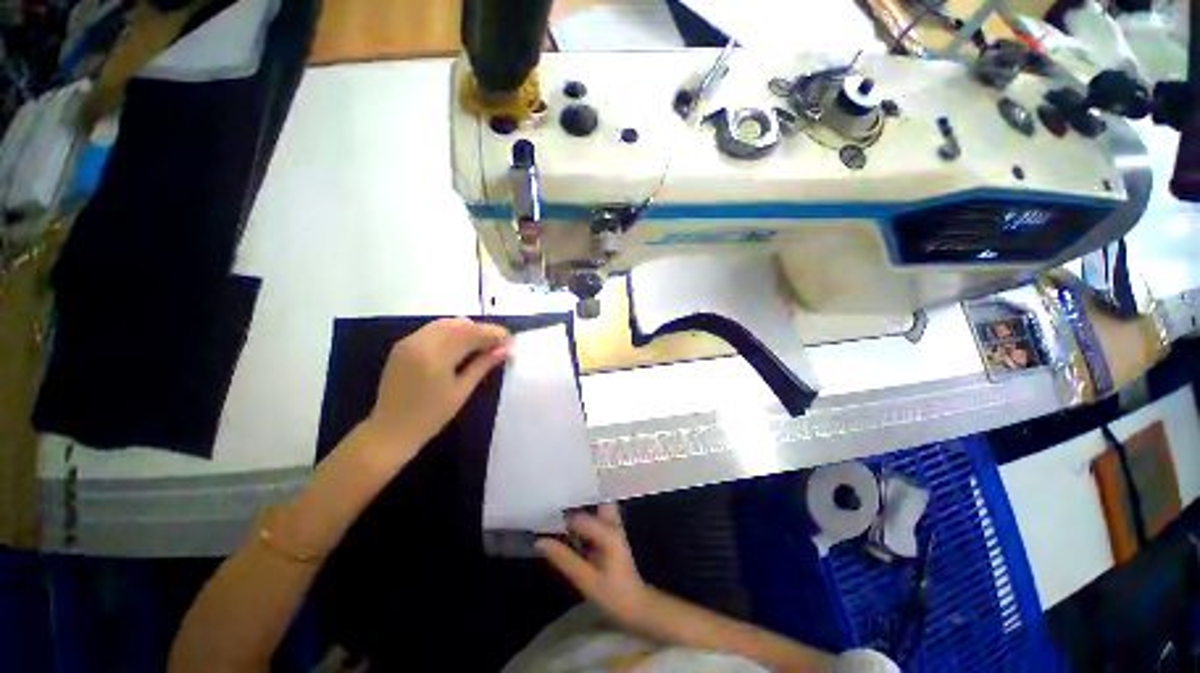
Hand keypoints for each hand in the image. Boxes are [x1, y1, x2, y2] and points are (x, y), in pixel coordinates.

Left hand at [362, 318, 510, 464]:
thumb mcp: (461, 391)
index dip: (492, 333)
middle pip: (458, 324)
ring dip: (466, 329)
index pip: (470, 333)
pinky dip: (451, 332)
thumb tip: (505, 350)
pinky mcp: (402, 346)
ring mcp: (408, 342)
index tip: (509, 339)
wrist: (390, 430)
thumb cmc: (431, 416)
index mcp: (435, 356)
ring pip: (445, 323)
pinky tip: (461, 344)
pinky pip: (432, 330)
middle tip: (498, 342)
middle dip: (481, 330)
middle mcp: (420, 342)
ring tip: (482, 343)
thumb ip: (483, 366)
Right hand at [536, 504, 651, 626]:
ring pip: (595, 506)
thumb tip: (539, 541)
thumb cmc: (614, 595)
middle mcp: (611, 522)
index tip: (542, 515)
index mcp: (608, 530)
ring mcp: (612, 527)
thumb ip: (564, 559)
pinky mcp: (610, 534)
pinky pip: (595, 518)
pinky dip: (582, 519)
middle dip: (575, 499)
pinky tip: (566, 527)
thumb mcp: (587, 580)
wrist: (637, 607)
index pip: (578, 516)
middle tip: (552, 503)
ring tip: (555, 512)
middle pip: (593, 499)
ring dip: (578, 507)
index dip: (560, 517)